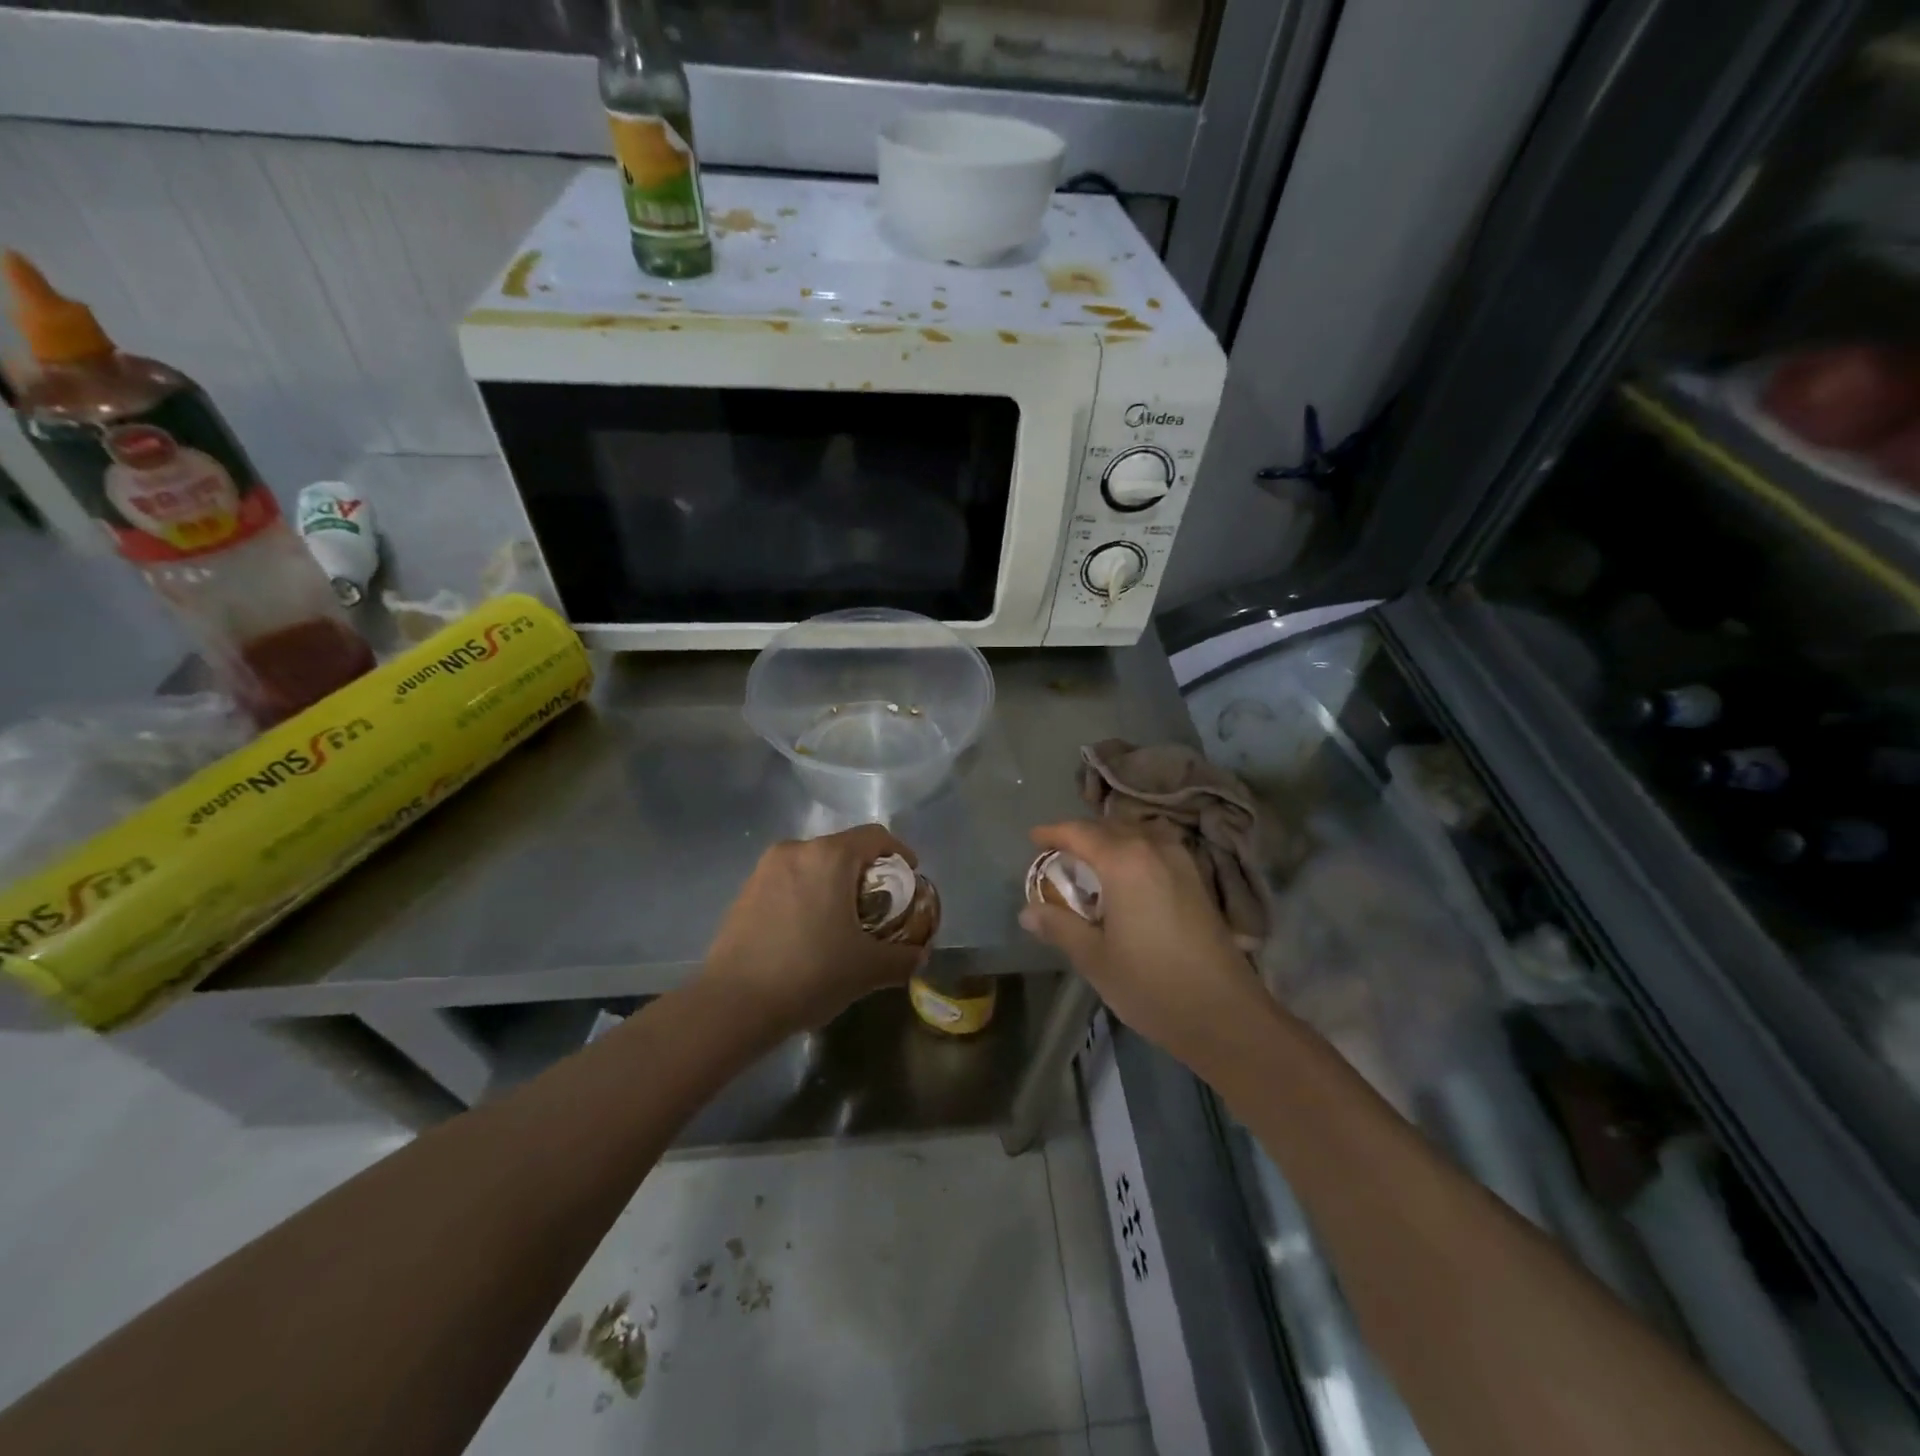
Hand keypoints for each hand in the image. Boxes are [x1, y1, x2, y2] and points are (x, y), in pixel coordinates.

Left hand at [699, 824, 926, 1036]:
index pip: (876, 836)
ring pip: (814, 864)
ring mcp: (765, 869)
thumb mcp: (868, 969)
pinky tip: (809, 932)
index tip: (909, 877)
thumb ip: (903, 958)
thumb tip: (920, 955)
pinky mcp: (745, 891)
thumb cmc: (810, 973)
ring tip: (843, 921)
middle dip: (867, 873)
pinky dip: (807, 895)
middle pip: (844, 848)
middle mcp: (797, 850)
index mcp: (830, 856)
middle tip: (880, 906)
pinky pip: (789, 881)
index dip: (899, 852)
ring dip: (834, 884)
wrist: (734, 1004)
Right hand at [1019, 820, 1269, 1069]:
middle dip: (1082, 835)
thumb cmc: (1151, 984)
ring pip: (1138, 833)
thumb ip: (1059, 927)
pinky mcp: (1198, 880)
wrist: (1224, 1013)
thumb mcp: (1094, 958)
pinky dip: (1136, 850)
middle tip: (1059, 856)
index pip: (1080, 832)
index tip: (1033, 839)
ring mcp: (1181, 862)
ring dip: (1112, 839)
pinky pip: (1158, 847)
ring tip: (1093, 862)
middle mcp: (1154, 849)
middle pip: (1110, 827)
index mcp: (1124, 861)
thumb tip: (1028, 911)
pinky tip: (1130, 878)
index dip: (1053, 833)